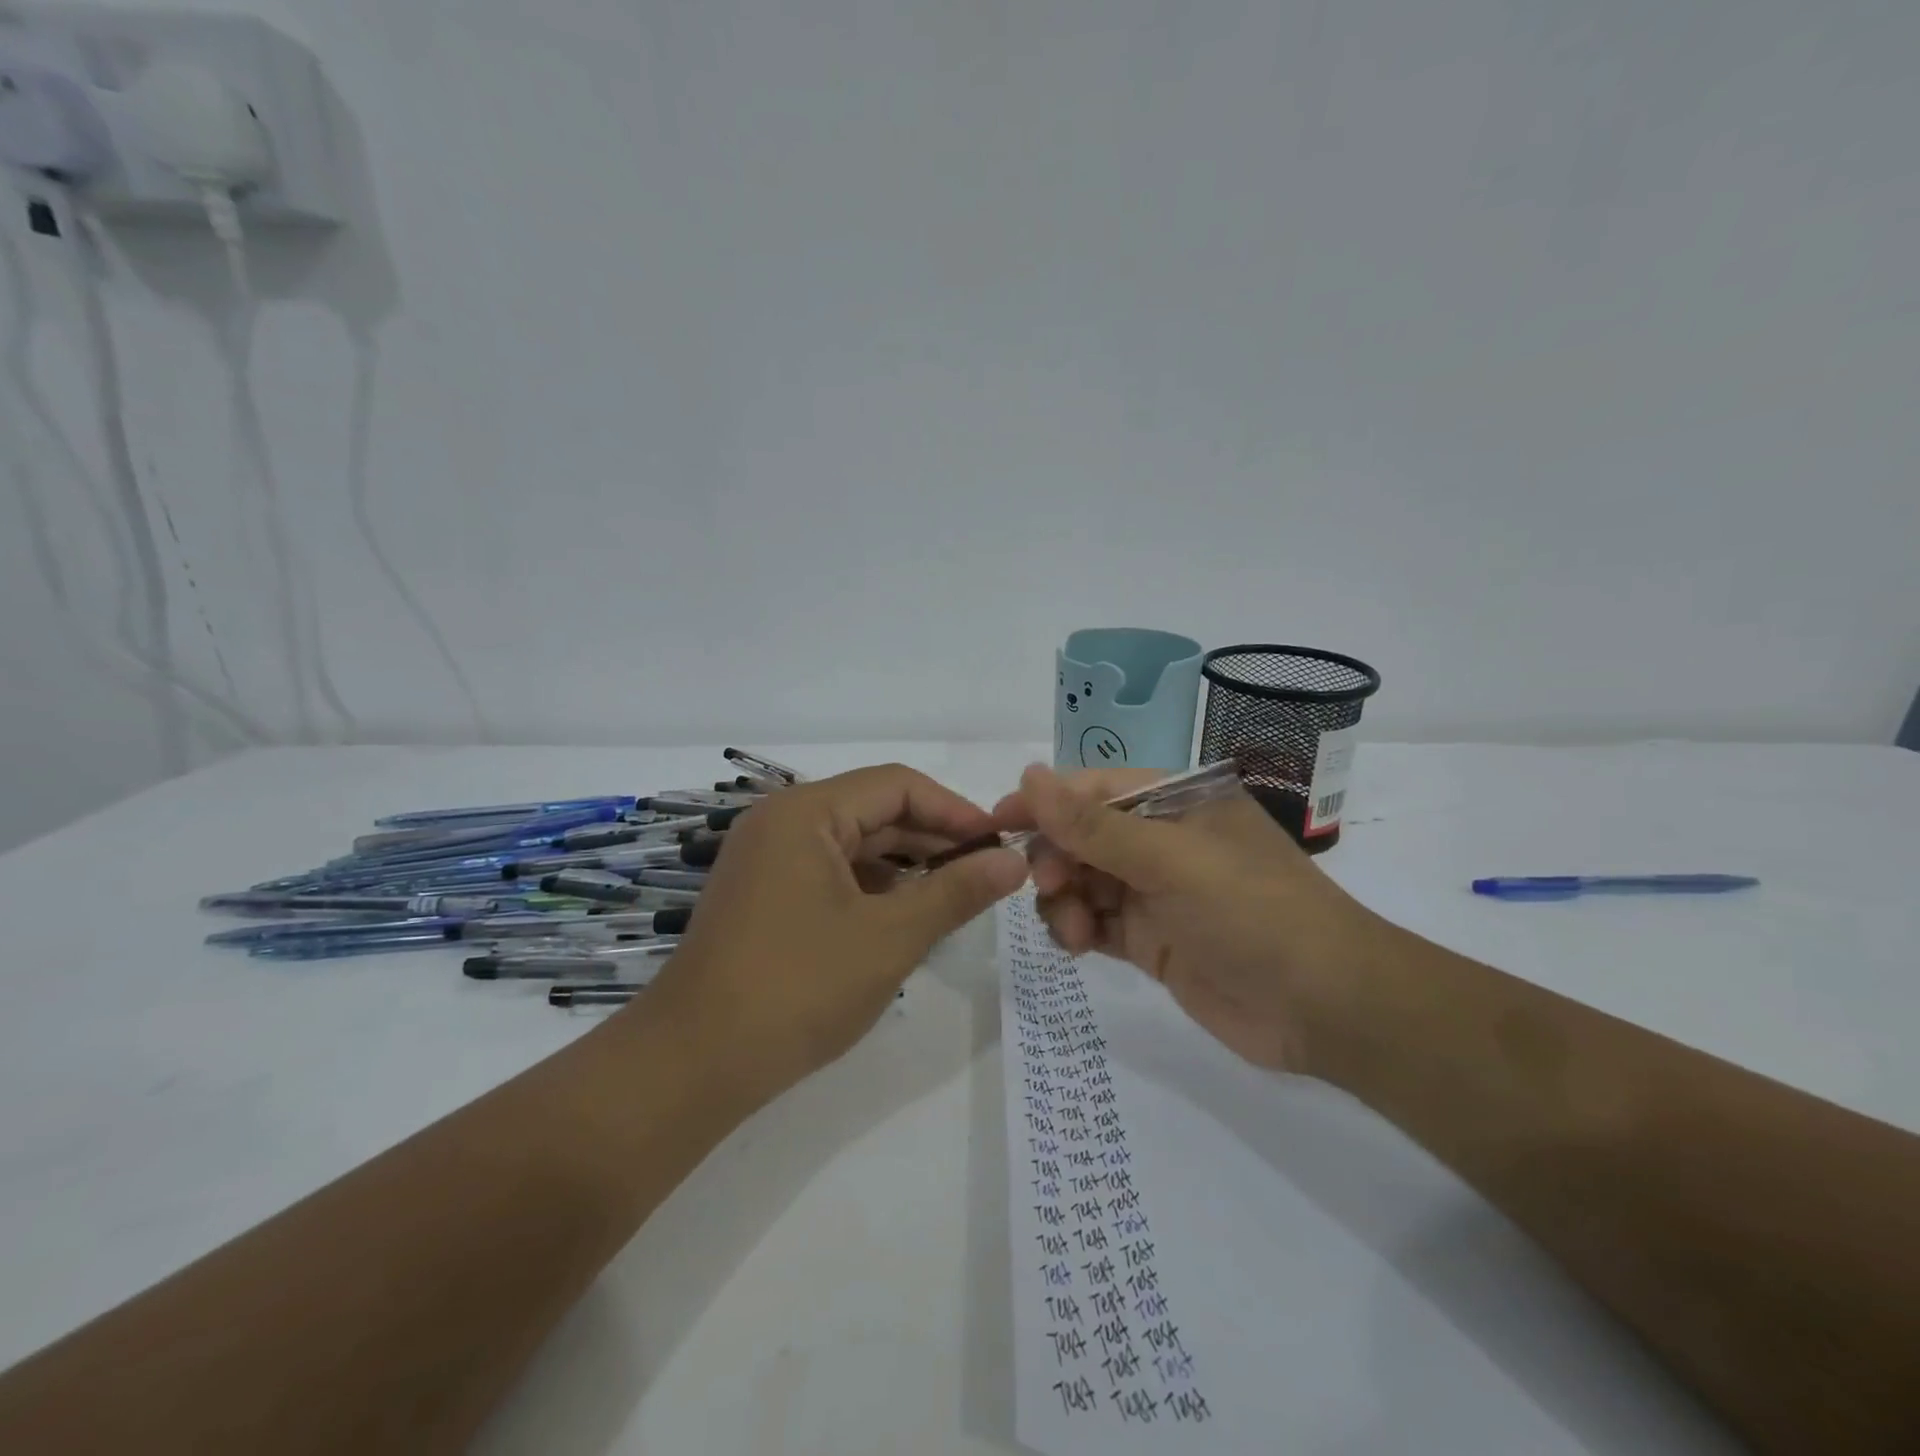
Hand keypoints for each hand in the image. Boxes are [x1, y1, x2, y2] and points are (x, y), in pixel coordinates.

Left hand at [642, 765, 1028, 1102]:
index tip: (998, 845)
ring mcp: (767, 860)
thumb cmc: (798, 989)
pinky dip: (873, 888)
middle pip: (874, 811)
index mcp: (806, 812)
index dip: (954, 810)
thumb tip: (1014, 861)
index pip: (897, 785)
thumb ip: (956, 892)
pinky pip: (831, 873)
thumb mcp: (890, 937)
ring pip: (854, 845)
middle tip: (987, 873)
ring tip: (955, 896)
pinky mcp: (764, 896)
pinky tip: (905, 917)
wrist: (693, 1066)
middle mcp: (782, 822)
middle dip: (933, 839)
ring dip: (906, 866)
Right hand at [995, 765, 1387, 1074]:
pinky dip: (1077, 930)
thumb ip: (1093, 825)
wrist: (1326, 1007)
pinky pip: (1095, 922)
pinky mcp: (1150, 938)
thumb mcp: (1171, 860)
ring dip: (1064, 900)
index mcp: (1176, 801)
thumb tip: (1028, 776)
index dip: (1045, 802)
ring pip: (1082, 881)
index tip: (998, 822)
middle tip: (1047, 886)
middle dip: (1055, 858)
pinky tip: (1079, 945)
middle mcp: (1161, 840)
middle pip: (1082, 835)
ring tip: (1074, 932)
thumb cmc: (1253, 911)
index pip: (1094, 789)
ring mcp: (1155, 891)